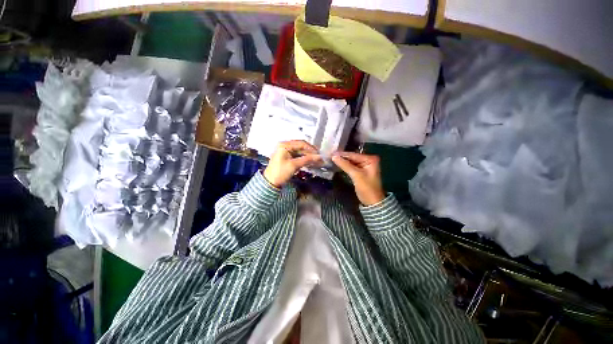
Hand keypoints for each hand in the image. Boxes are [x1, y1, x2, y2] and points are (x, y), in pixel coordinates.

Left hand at [263, 140, 322, 187]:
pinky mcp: (287, 157)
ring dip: (308, 156)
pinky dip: (304, 159)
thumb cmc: (280, 173)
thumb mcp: (294, 165)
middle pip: (301, 147)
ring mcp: (286, 152)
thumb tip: (319, 157)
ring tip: (317, 161)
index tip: (319, 154)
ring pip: (300, 152)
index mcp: (285, 145)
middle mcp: (285, 146)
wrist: (270, 183)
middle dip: (311, 153)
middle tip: (320, 158)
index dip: (311, 148)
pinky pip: (298, 156)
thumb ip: (307, 160)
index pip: (301, 143)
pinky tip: (311, 162)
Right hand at [332, 152, 384, 205]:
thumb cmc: (366, 188)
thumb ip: (345, 165)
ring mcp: (365, 165)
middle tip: (329, 155)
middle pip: (352, 157)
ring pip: (351, 162)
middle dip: (341, 157)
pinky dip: (345, 166)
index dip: (342, 154)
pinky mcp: (361, 171)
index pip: (353, 155)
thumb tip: (334, 156)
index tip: (331, 152)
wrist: (372, 202)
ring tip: (331, 158)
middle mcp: (368, 160)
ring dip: (342, 161)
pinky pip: (351, 166)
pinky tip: (337, 164)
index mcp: (370, 159)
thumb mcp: (356, 175)